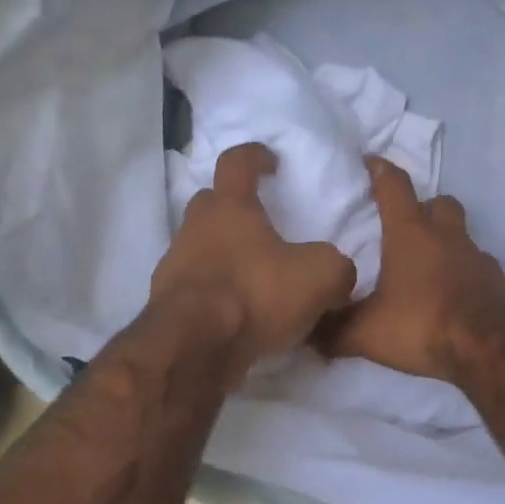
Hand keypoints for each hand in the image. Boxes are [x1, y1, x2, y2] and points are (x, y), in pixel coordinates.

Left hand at [150, 143, 356, 382]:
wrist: (193, 347)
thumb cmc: (255, 294)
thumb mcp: (319, 277)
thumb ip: (336, 267)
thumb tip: (338, 275)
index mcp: (230, 207)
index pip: (236, 163)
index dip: (254, 156)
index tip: (270, 161)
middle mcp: (196, 228)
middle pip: (210, 203)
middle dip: (233, 207)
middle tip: (259, 224)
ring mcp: (174, 265)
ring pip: (199, 246)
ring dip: (222, 253)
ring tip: (252, 276)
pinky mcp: (166, 303)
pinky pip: (194, 286)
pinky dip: (213, 291)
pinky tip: (236, 313)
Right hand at [314, 157, 504, 382]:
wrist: (489, 352)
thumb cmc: (421, 327)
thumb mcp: (366, 333)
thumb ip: (333, 330)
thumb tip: (308, 333)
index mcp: (411, 234)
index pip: (394, 186)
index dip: (380, 169)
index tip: (370, 162)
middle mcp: (447, 236)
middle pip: (438, 203)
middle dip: (422, 206)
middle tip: (404, 225)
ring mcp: (477, 256)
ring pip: (461, 233)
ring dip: (445, 240)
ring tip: (426, 265)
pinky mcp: (497, 281)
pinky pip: (477, 265)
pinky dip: (463, 272)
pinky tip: (451, 294)